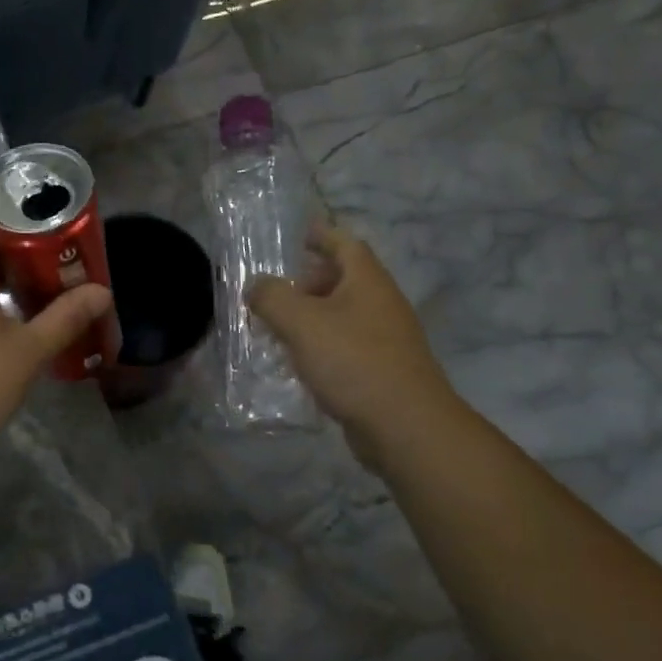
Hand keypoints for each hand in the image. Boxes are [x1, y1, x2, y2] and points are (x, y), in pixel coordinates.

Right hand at [247, 224, 455, 464]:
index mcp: (367, 281)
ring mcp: (384, 339)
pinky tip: (297, 364)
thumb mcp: (302, 322)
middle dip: (307, 282)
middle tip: (274, 293)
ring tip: (276, 329)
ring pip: (341, 316)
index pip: (344, 243)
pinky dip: (320, 347)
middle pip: (342, 279)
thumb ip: (272, 297)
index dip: (320, 235)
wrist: (405, 426)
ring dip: (310, 317)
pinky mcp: (380, 370)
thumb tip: (256, 285)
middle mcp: (380, 304)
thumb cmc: (353, 362)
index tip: (297, 234)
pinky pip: (344, 346)